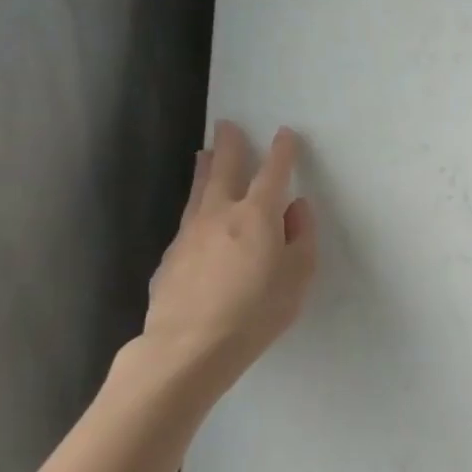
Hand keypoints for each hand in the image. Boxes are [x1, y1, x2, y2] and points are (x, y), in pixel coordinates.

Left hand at [142, 120, 317, 396]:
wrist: (189, 346)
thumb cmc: (257, 311)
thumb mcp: (298, 277)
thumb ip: (302, 238)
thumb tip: (297, 209)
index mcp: (257, 215)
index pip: (273, 173)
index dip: (282, 152)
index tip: (285, 134)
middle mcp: (220, 214)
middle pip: (225, 170)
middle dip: (231, 145)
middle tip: (228, 125)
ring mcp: (189, 234)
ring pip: (199, 191)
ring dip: (206, 169)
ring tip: (205, 154)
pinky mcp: (170, 257)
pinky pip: (187, 222)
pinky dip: (195, 208)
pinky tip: (197, 217)